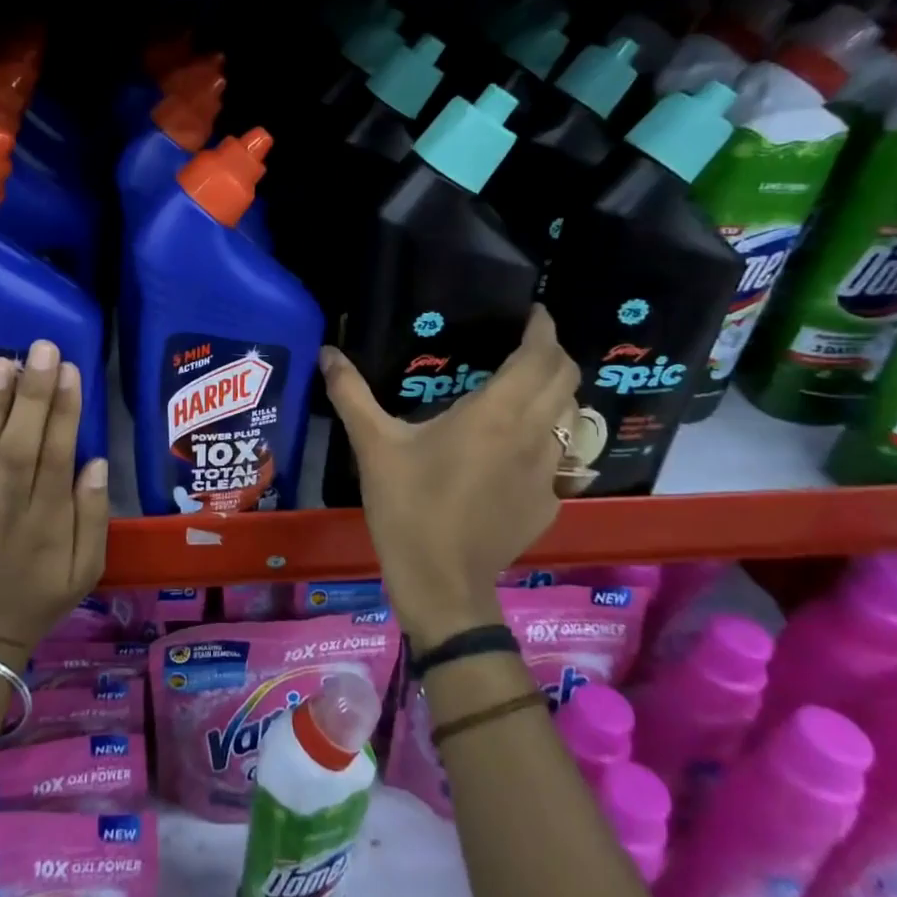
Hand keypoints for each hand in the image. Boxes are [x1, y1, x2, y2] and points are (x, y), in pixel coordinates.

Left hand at [0, 340, 108, 665]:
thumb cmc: (42, 597)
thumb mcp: (87, 569)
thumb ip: (94, 517)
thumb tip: (96, 462)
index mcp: (48, 523)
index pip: (57, 457)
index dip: (64, 413)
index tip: (71, 372)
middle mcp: (8, 511)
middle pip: (20, 446)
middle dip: (33, 395)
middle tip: (41, 349)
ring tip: (0, 362)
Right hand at [320, 306, 579, 648]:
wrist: (441, 582)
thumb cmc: (408, 506)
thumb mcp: (374, 446)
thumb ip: (351, 394)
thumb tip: (327, 352)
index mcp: (495, 414)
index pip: (540, 358)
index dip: (543, 329)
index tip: (534, 314)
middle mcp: (532, 435)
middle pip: (566, 380)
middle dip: (553, 355)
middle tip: (525, 346)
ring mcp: (548, 472)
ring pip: (569, 418)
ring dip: (554, 396)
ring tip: (523, 391)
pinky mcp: (549, 502)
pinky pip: (559, 456)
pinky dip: (546, 438)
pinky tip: (512, 451)